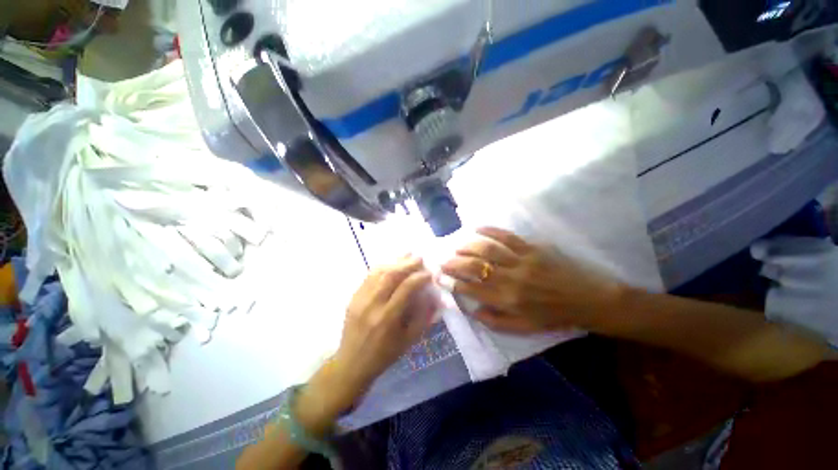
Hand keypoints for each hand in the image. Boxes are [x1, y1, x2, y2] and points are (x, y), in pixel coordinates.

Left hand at [315, 257, 435, 412]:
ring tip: (407, 255)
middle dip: (407, 264)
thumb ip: (423, 317)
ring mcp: (360, 299)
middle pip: (391, 275)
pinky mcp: (353, 297)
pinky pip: (368, 276)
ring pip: (378, 272)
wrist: (351, 363)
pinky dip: (382, 266)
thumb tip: (434, 296)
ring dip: (395, 261)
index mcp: (388, 318)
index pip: (406, 288)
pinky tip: (391, 263)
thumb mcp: (409, 341)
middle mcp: (372, 305)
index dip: (419, 277)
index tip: (429, 273)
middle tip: (419, 258)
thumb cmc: (385, 354)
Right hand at [440, 227, 622, 333]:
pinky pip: (506, 236)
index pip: (472, 290)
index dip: (453, 284)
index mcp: (508, 300)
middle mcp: (511, 279)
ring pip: (487, 249)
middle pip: (475, 267)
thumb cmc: (552, 316)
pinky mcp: (531, 248)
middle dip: (454, 263)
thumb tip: (472, 310)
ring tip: (455, 247)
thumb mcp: (524, 328)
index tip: (441, 279)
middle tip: (442, 261)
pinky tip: (476, 228)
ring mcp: (521, 260)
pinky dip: (489, 230)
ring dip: (467, 247)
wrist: (587, 299)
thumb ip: (495, 321)